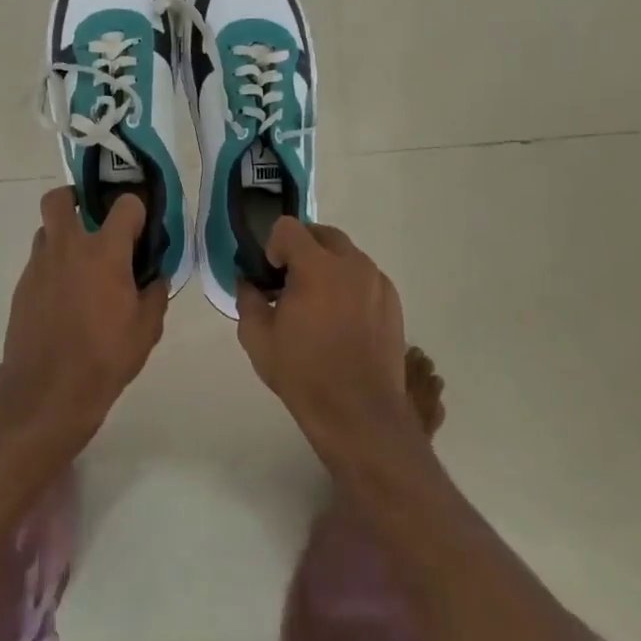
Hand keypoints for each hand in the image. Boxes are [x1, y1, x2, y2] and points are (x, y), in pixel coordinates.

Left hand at [0, 187, 167, 445]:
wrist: (46, 394)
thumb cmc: (104, 358)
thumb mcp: (146, 330)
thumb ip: (155, 294)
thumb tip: (155, 277)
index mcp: (104, 251)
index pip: (125, 204)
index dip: (137, 211)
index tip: (142, 229)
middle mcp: (67, 247)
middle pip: (61, 198)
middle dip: (76, 199)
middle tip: (93, 222)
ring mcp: (39, 265)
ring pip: (46, 231)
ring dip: (63, 237)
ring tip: (81, 267)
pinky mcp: (22, 287)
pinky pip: (39, 262)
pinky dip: (53, 268)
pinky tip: (66, 299)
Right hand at [237, 219, 414, 463]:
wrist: (358, 413)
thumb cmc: (303, 373)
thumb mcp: (257, 338)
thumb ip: (248, 299)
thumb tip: (247, 281)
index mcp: (317, 267)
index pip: (289, 227)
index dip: (274, 246)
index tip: (271, 275)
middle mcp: (352, 264)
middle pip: (322, 234)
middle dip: (302, 249)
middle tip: (291, 283)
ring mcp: (377, 281)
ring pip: (347, 255)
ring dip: (328, 266)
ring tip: (319, 304)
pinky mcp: (393, 301)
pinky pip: (366, 277)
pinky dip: (350, 285)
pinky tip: (342, 320)